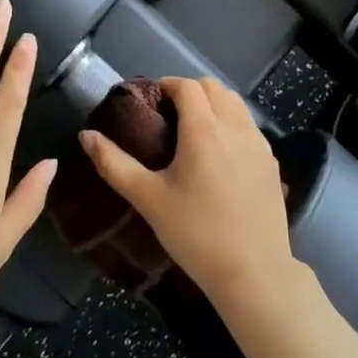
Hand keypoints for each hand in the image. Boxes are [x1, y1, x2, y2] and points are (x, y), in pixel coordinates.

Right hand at [79, 77, 299, 315]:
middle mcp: (235, 127)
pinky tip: (219, 154)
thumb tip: (86, 135)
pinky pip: (249, 126)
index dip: (165, 85)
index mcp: (203, 129)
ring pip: (235, 104)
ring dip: (213, 104)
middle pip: (213, 87)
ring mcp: (259, 143)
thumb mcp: (148, 199)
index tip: (149, 102)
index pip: (186, 86)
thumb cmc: (195, 233)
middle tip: (167, 115)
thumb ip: (114, 163)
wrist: (253, 272)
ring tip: (193, 131)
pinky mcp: (272, 162)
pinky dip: (232, 123)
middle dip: (189, 91)